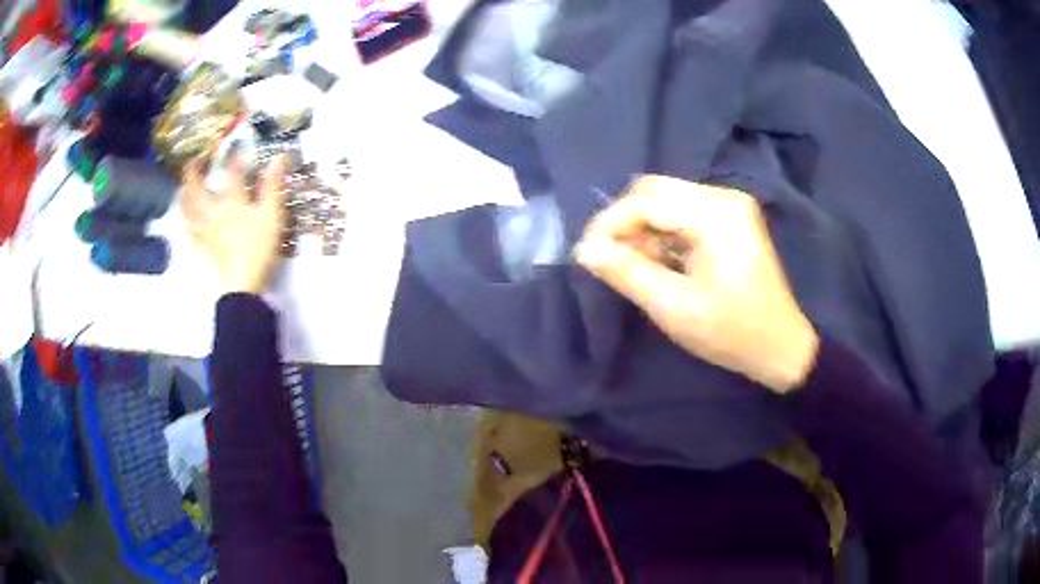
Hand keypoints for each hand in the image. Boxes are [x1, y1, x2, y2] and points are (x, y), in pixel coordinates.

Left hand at [181, 156, 285, 294]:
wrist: (242, 284)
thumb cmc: (258, 247)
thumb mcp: (272, 215)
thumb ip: (273, 186)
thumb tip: (278, 158)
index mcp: (231, 201)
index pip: (231, 173)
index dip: (234, 158)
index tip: (236, 146)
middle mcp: (213, 211)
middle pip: (197, 189)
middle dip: (193, 174)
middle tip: (192, 162)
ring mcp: (205, 231)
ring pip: (188, 210)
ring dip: (183, 196)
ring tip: (182, 188)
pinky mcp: (203, 248)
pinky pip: (190, 233)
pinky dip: (186, 224)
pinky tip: (185, 223)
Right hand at [574, 175, 818, 393]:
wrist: (780, 346)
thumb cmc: (732, 332)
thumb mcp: (676, 308)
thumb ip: (628, 273)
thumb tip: (584, 249)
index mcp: (717, 214)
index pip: (647, 201)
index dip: (610, 223)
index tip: (586, 254)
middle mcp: (723, 197)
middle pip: (654, 191)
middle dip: (624, 222)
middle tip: (608, 258)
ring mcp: (728, 206)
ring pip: (665, 201)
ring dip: (642, 229)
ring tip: (633, 266)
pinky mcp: (729, 220)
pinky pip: (681, 214)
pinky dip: (661, 234)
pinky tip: (658, 262)